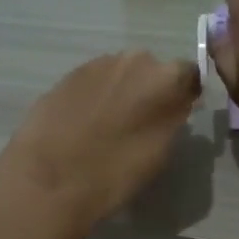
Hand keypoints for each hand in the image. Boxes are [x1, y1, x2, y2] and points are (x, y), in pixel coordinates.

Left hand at [0, 52, 200, 233]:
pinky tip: (84, 125)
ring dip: (120, 92)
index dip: (184, 94)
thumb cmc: (115, 171)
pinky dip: (95, 98)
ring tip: (108, 126)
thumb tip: (176, 103)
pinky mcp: (66, 76)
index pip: (189, 74)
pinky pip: (93, 82)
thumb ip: (173, 117)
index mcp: (164, 78)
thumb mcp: (160, 151)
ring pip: (120, 74)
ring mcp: (96, 65)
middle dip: (149, 90)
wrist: (49, 178)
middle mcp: (133, 60)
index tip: (178, 114)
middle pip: (151, 70)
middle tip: (141, 123)